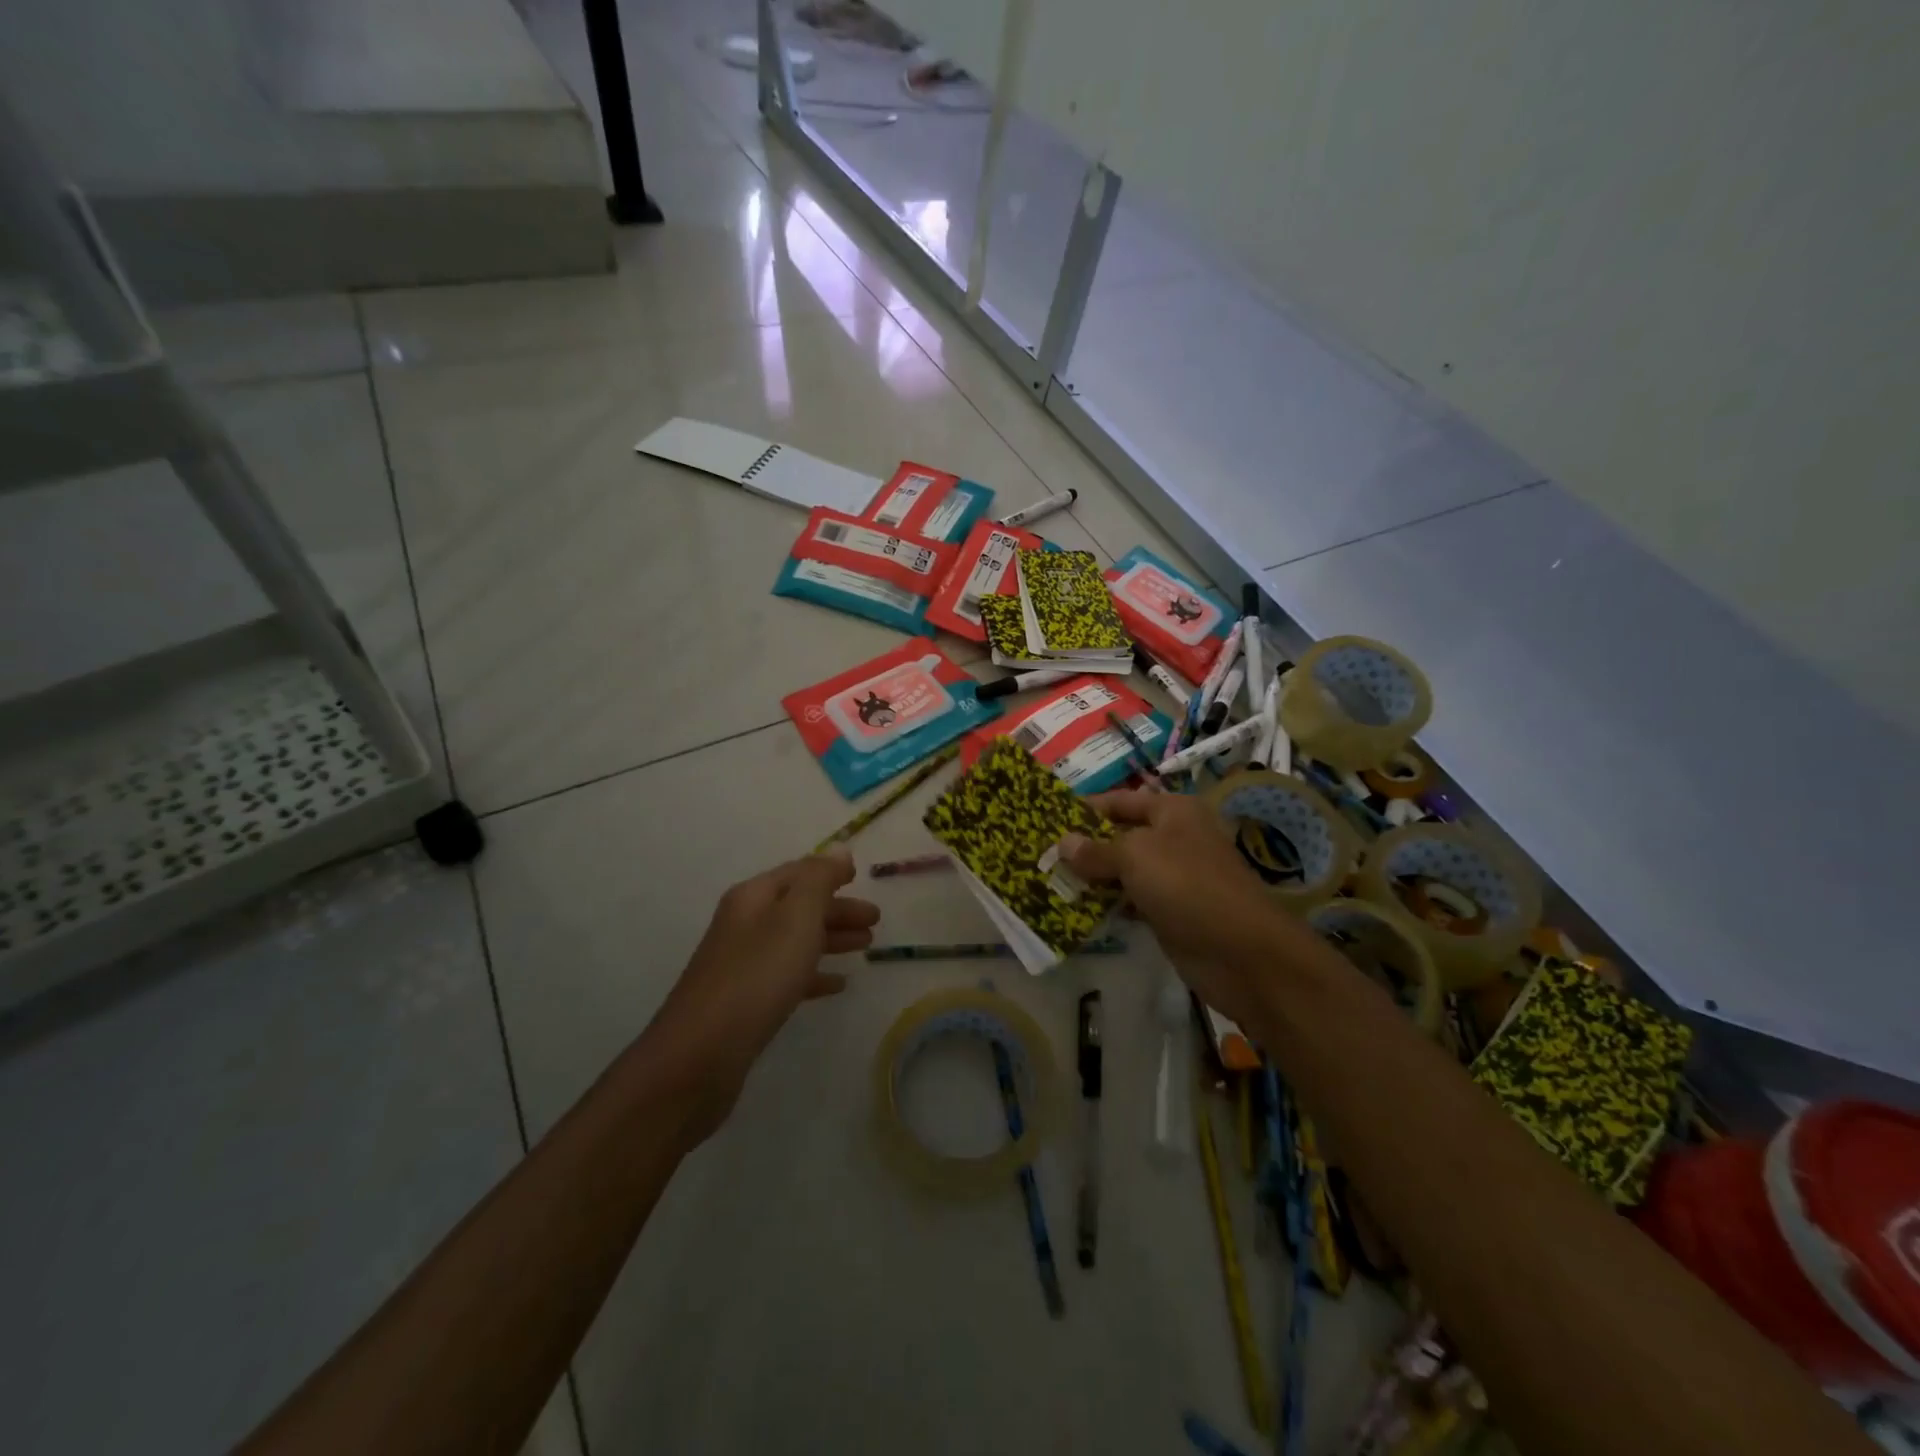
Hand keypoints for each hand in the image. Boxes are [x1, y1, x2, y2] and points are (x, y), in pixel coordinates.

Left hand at [651, 848, 878, 1126]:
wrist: (700, 1056)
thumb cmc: (756, 976)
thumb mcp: (796, 918)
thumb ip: (819, 880)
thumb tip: (839, 849)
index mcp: (754, 897)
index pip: (798, 872)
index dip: (830, 872)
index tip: (862, 877)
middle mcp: (745, 924)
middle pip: (798, 906)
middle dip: (837, 909)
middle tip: (875, 920)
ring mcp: (743, 964)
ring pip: (796, 941)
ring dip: (831, 938)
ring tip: (866, 946)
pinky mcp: (746, 1002)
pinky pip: (788, 976)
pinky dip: (814, 974)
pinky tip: (837, 985)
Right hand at [1059, 788, 1291, 1032]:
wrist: (1242, 953)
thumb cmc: (1188, 886)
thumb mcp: (1136, 857)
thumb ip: (1096, 850)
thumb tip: (1064, 842)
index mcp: (1173, 811)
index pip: (1121, 800)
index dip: (1086, 808)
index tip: (1047, 819)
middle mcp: (1175, 838)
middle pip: (1121, 835)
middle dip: (1085, 845)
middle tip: (1043, 856)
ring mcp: (1175, 877)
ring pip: (1124, 870)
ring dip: (1093, 877)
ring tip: (1052, 883)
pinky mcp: (1171, 912)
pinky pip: (1132, 900)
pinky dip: (1109, 904)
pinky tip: (1079, 911)